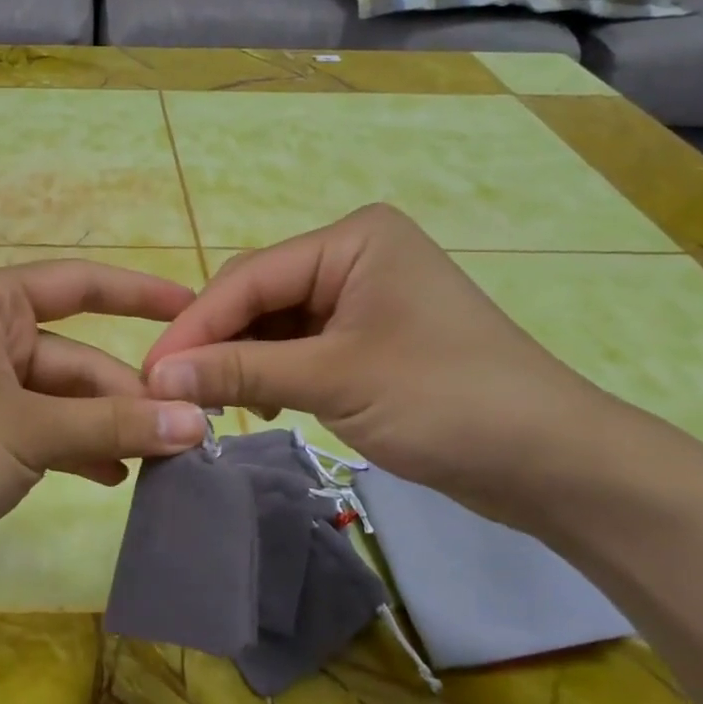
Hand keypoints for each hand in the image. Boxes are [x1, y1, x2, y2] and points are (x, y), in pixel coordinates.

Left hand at [0, 260, 210, 591]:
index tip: (194, 308)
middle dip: (125, 394)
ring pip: (57, 399)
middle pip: (73, 356)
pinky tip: (110, 477)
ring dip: (102, 428)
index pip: (80, 284)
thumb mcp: (28, 431)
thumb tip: (197, 421)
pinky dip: (70, 451)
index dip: (139, 294)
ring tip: (157, 462)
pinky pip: (35, 430)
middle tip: (185, 433)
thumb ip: (113, 423)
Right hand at [141, 205, 622, 527]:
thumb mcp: (334, 380)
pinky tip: (255, 403)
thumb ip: (240, 372)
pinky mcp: (366, 340)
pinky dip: (270, 374)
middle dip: (215, 343)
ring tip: (209, 403)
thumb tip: (157, 377)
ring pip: (272, 325)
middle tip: (171, 394)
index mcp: (352, 240)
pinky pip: (297, 348)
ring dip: (240, 361)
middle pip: (257, 296)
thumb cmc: (447, 401)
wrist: (553, 463)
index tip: (149, 373)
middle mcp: (352, 257)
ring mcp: (360, 299)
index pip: (249, 278)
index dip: (195, 327)